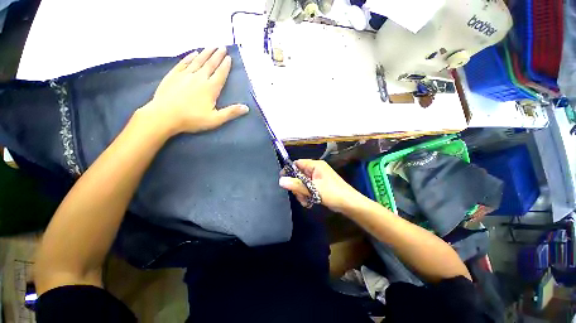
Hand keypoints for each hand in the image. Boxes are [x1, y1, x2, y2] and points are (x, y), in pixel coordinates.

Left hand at [142, 47, 248, 134]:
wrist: (164, 116)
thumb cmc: (192, 119)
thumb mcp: (215, 119)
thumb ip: (231, 112)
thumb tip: (246, 108)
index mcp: (210, 88)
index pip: (220, 74)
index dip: (225, 66)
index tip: (229, 57)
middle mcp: (199, 78)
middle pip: (210, 64)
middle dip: (217, 55)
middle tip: (222, 47)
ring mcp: (185, 75)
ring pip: (198, 61)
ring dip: (205, 53)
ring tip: (211, 46)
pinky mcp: (173, 75)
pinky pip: (183, 63)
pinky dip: (189, 57)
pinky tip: (193, 53)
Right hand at [279, 159, 365, 213]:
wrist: (349, 204)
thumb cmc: (332, 193)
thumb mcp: (312, 189)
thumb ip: (296, 184)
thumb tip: (280, 181)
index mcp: (315, 165)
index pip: (297, 163)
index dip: (289, 171)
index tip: (283, 180)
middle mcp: (316, 169)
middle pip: (299, 175)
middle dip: (297, 186)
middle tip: (299, 195)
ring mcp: (317, 178)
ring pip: (302, 183)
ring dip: (301, 193)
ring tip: (306, 201)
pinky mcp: (319, 185)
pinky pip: (308, 188)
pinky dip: (306, 195)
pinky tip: (309, 202)